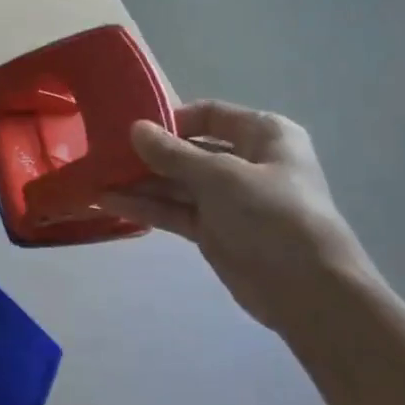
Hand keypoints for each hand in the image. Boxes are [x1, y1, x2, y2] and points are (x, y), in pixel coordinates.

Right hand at [101, 101, 376, 335]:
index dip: (170, 119)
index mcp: (264, 134)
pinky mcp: (214, 230)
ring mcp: (229, 198)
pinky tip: (109, 202)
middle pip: (189, 149)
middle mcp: (247, 161)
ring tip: (96, 179)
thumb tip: (134, 129)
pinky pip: (175, 210)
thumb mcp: (220, 176)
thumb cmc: (272, 216)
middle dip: (148, 154)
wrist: (307, 290)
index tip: (129, 128)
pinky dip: (146, 207)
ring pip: (177, 183)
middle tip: (103, 155)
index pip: (209, 114)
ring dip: (140, 182)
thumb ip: (173, 153)